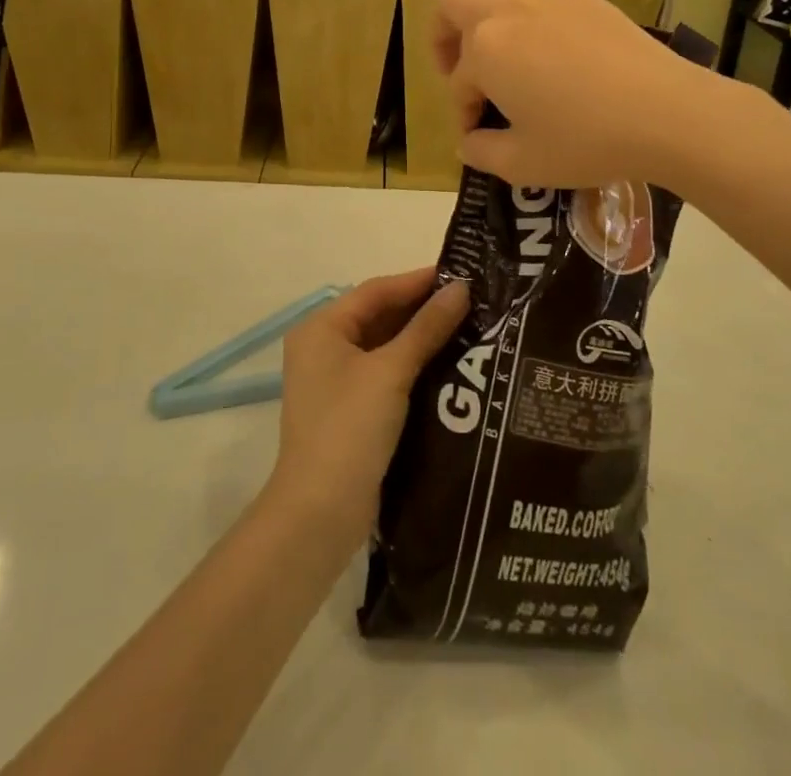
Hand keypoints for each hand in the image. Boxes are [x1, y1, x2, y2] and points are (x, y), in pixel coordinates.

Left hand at [270, 268, 468, 550]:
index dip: (418, 281)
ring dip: (419, 338)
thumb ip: (427, 328)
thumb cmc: (351, 428)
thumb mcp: (392, 372)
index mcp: (322, 328)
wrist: (320, 513)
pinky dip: (411, 365)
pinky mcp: (348, 409)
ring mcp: (334, 380)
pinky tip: (447, 364)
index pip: (376, 291)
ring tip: (467, 327)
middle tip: (470, 301)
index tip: (461, 276)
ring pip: (383, 345)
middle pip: (378, 316)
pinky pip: (383, 372)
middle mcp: (322, 347)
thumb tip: (461, 289)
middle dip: (421, 309)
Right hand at [432, 0, 716, 187]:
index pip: (460, 82)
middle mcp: (506, 12)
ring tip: (467, 4)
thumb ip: (483, 153)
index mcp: (485, 52)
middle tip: (456, 69)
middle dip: (443, 37)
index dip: (464, 110)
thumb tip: (469, 143)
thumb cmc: (587, 141)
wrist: (664, 114)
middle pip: (454, 5)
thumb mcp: (524, 164)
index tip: (480, 135)